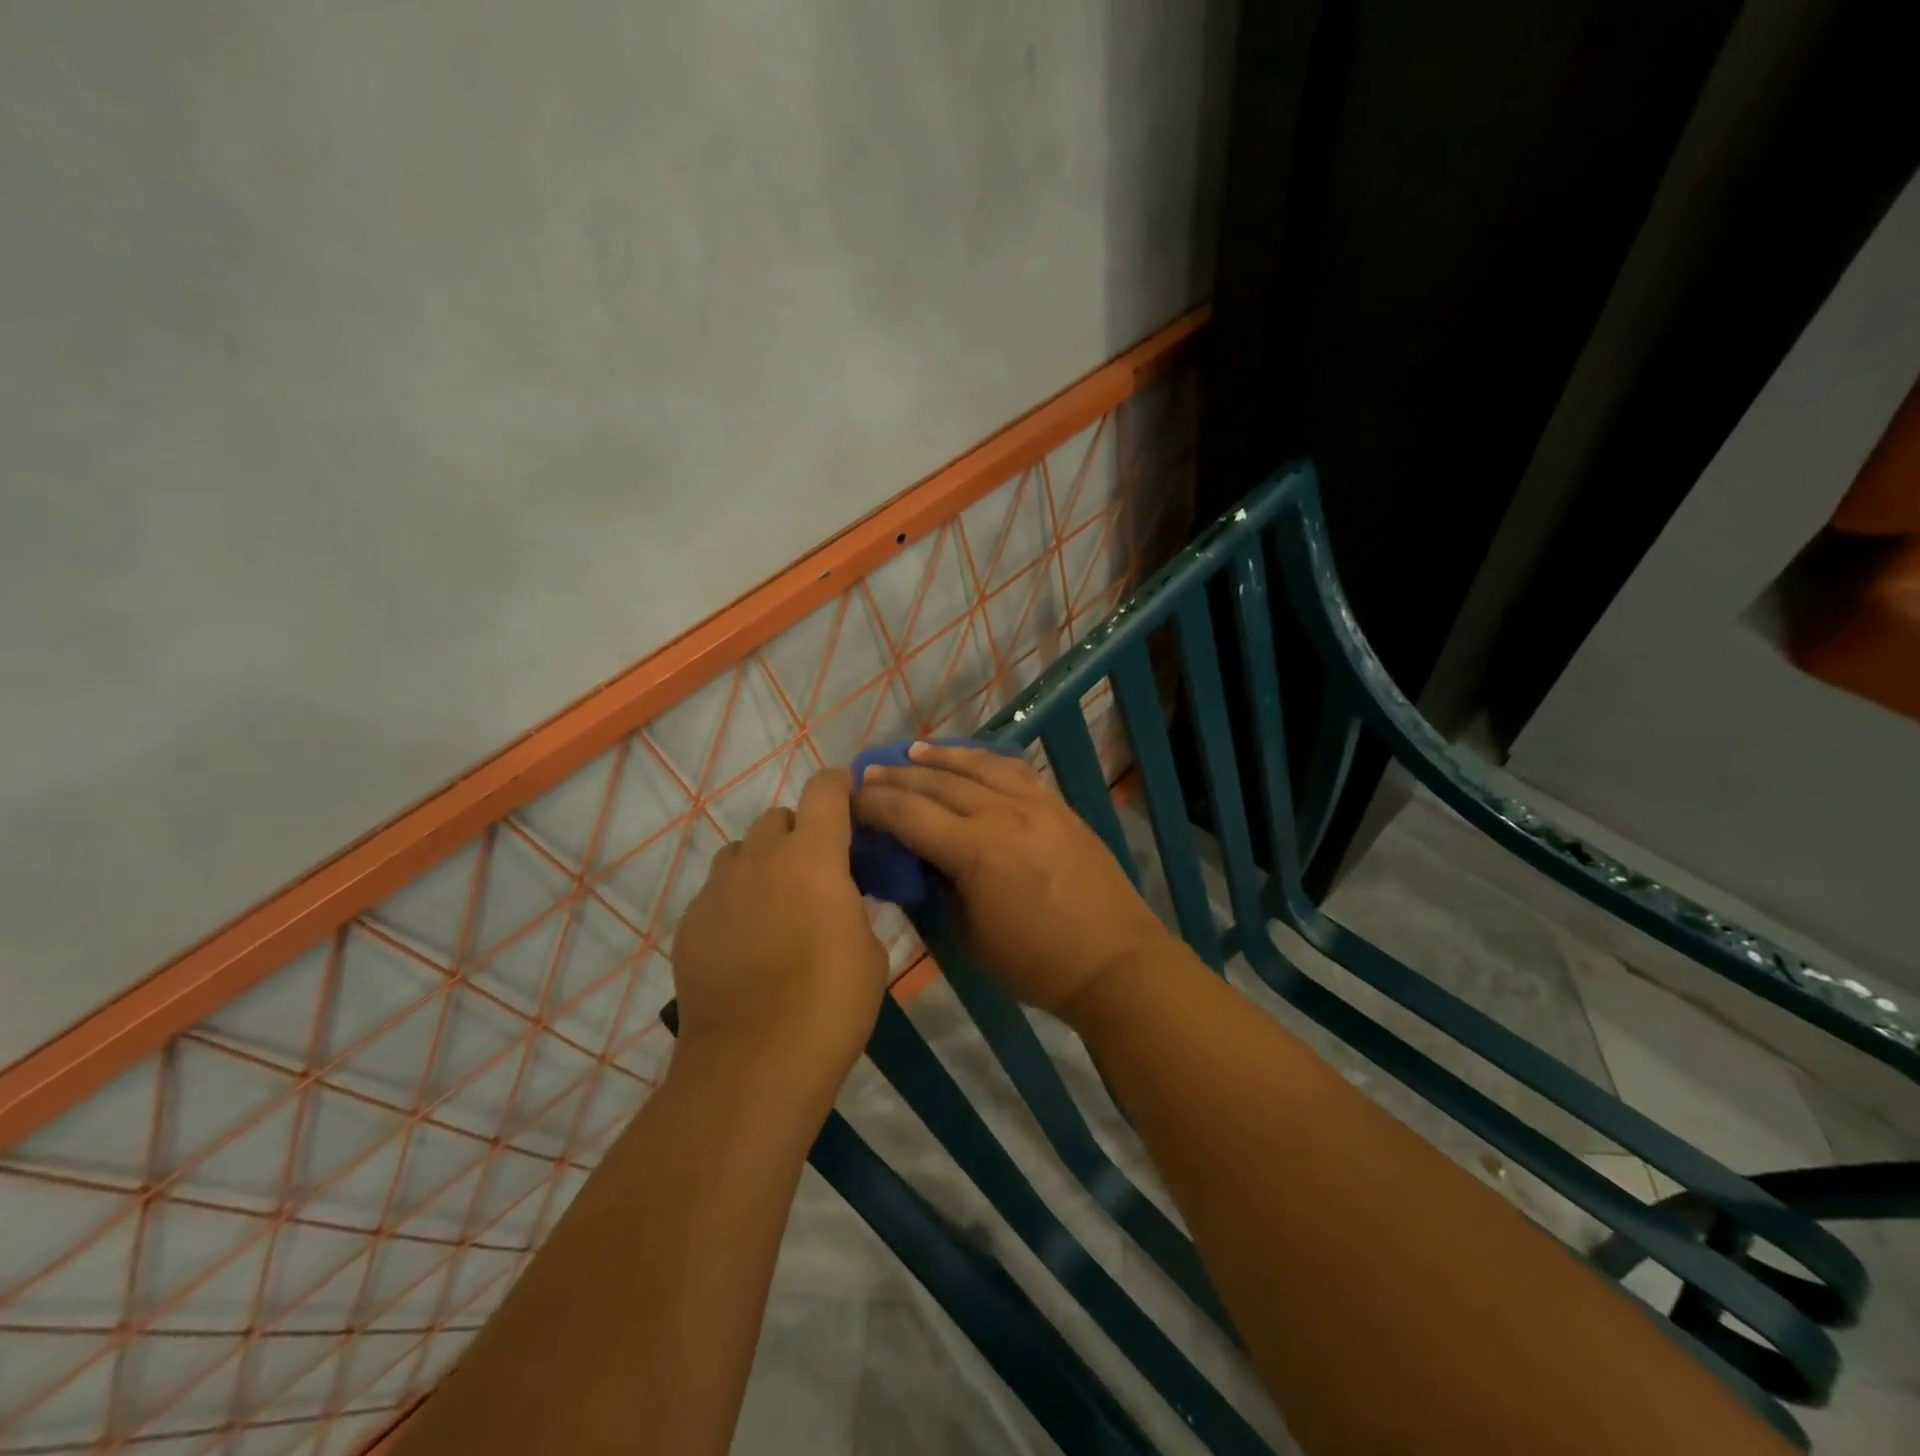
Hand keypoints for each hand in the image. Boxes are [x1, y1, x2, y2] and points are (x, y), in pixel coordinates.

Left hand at [671, 769, 888, 1083]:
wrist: (754, 1062)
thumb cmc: (831, 1002)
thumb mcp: (869, 949)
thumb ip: (853, 905)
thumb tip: (840, 897)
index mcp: (813, 856)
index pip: (824, 790)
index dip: (839, 786)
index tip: (850, 800)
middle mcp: (761, 859)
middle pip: (778, 817)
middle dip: (800, 832)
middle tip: (816, 871)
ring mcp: (718, 890)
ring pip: (741, 852)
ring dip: (763, 863)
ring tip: (776, 905)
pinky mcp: (689, 923)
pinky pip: (716, 892)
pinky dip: (736, 901)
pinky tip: (746, 943)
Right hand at [855, 742, 1168, 1018]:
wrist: (1115, 961)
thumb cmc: (1036, 963)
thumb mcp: (970, 937)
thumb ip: (940, 889)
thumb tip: (919, 859)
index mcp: (976, 852)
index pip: (911, 815)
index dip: (875, 804)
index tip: (850, 799)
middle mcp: (1004, 815)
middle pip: (940, 784)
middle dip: (899, 776)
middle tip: (871, 771)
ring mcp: (1037, 805)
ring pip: (980, 767)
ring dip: (942, 757)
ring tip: (913, 751)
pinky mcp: (1060, 806)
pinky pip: (1016, 770)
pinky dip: (986, 760)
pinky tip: (971, 758)